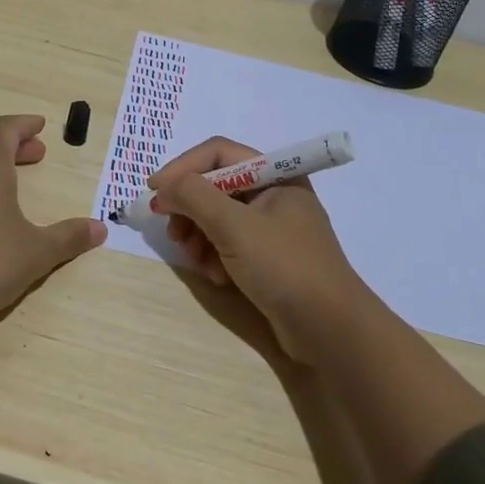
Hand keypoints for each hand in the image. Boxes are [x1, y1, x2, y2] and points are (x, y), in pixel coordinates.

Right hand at [148, 137, 373, 362]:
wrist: (330, 330)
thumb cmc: (284, 267)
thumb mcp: (233, 226)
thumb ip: (194, 196)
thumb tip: (163, 187)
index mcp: (275, 175)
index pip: (218, 153)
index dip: (182, 168)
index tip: (153, 191)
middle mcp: (274, 194)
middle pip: (215, 186)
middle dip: (189, 209)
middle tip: (173, 234)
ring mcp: (272, 228)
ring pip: (218, 217)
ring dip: (199, 236)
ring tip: (195, 260)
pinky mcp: (268, 258)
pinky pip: (229, 244)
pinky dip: (215, 256)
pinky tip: (217, 276)